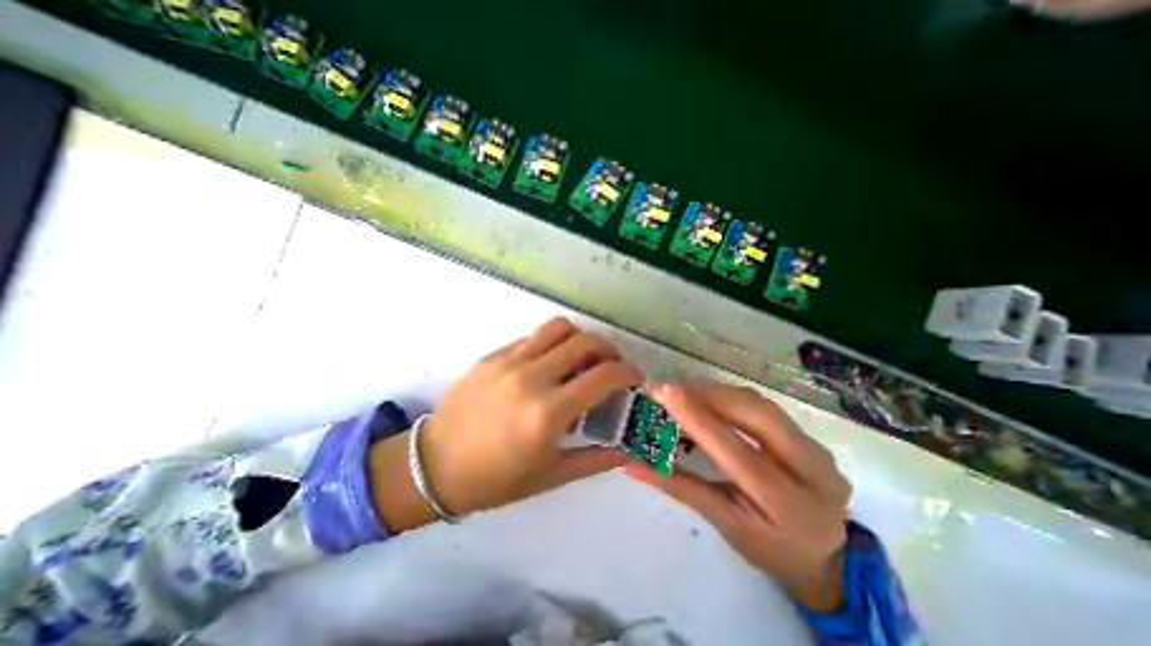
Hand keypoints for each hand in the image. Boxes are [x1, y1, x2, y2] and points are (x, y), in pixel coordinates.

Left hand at [369, 315, 643, 530]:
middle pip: (584, 342)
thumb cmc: (495, 479)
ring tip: (584, 356)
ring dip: (580, 338)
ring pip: (558, 328)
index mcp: (547, 413)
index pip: (603, 375)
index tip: (635, 377)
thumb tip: (628, 451)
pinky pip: (532, 338)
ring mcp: (508, 361)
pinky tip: (550, 363)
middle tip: (613, 365)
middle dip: (609, 349)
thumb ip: (595, 460)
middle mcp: (531, 378)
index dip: (628, 372)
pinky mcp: (492, 355)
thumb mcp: (550, 476)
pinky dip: (552, 344)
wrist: (433, 465)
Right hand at [627, 385, 853, 610]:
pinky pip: (765, 406)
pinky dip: (732, 397)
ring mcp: (819, 450)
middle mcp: (814, 471)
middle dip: (709, 395)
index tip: (664, 392)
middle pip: (756, 415)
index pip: (737, 453)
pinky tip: (710, 399)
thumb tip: (633, 464)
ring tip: (684, 392)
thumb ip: (680, 488)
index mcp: (789, 506)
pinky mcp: (813, 437)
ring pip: (761, 404)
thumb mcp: (724, 524)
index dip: (699, 418)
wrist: (827, 558)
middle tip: (670, 390)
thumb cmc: (769, 548)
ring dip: (719, 392)